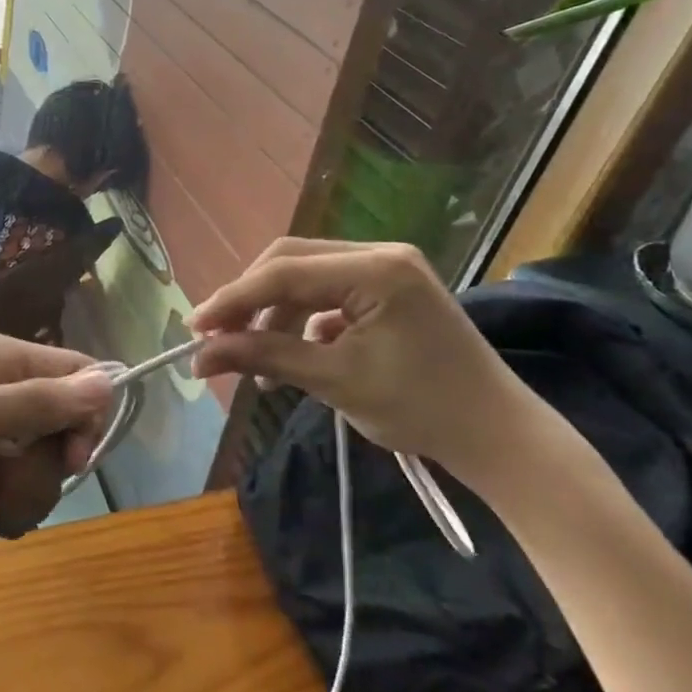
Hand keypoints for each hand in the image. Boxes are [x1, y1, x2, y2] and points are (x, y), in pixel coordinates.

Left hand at [0, 335, 112, 571]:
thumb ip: (33, 402)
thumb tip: (108, 383)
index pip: (77, 374)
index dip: (85, 415)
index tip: (74, 457)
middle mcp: (1, 388)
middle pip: (67, 425)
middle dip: (45, 463)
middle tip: (4, 478)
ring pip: (49, 464)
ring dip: (23, 490)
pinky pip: (26, 489)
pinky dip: (8, 506)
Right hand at [189, 239, 552, 486]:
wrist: (498, 438)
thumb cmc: (421, 410)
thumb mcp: (334, 381)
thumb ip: (264, 358)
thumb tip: (199, 358)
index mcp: (376, 269)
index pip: (284, 273)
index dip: (233, 299)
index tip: (194, 330)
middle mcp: (380, 253)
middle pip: (290, 262)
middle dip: (249, 300)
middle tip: (215, 338)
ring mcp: (386, 268)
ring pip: (305, 277)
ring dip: (273, 314)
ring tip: (252, 359)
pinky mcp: (387, 288)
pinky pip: (327, 293)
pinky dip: (301, 321)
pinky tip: (292, 355)